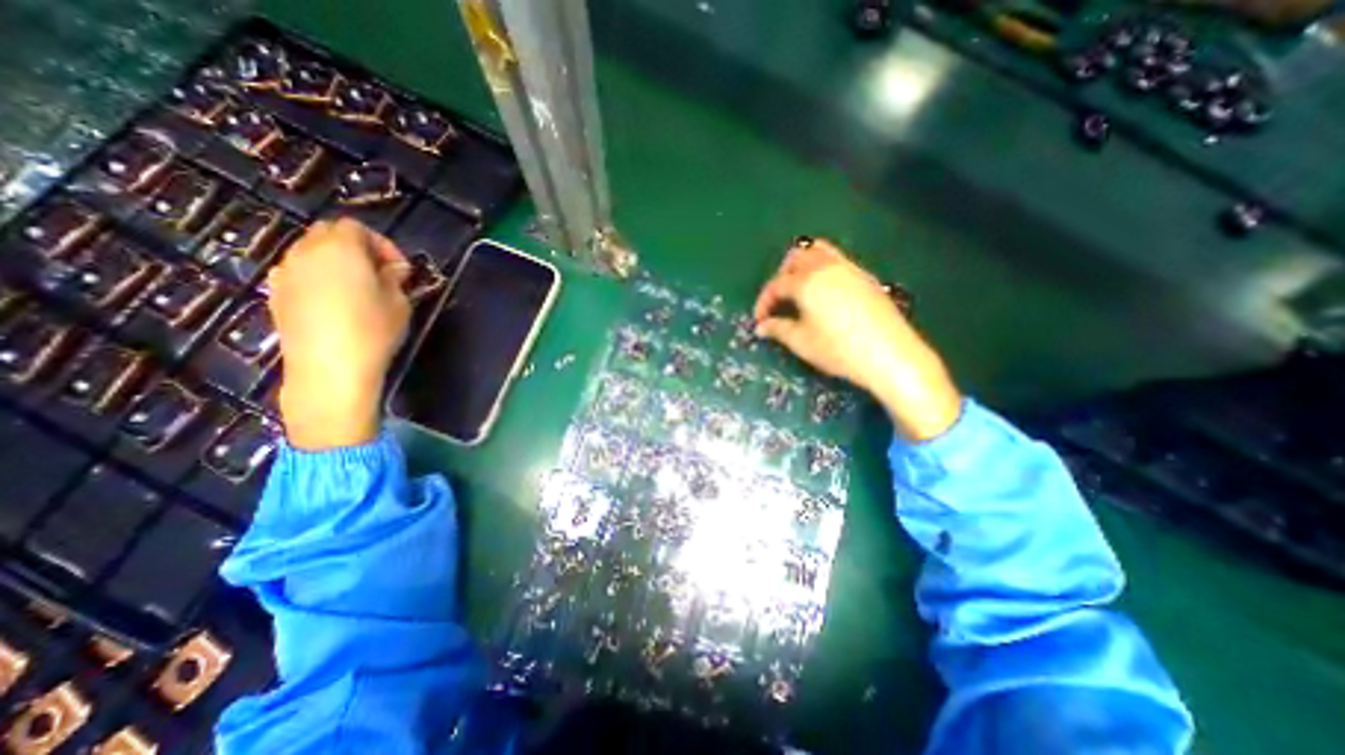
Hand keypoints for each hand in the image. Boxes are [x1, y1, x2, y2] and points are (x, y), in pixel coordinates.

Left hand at [263, 218, 407, 449]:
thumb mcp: (399, 303)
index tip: (400, 269)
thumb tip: (392, 269)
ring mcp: (284, 273)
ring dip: (336, 263)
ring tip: (358, 289)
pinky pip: (298, 273)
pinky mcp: (275, 295)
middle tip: (381, 275)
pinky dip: (317, 278)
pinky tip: (334, 302)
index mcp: (341, 248)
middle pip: (328, 233)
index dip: (383, 245)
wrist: (329, 368)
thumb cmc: (373, 331)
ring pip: (310, 252)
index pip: (357, 227)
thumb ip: (395, 278)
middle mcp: (305, 252)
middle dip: (357, 248)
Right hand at [754, 238, 966, 442]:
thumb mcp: (802, 342)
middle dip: (781, 276)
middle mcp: (827, 267)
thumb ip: (778, 330)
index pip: (776, 284)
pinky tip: (824, 294)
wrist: (891, 354)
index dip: (764, 301)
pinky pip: (837, 261)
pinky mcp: (866, 277)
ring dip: (802, 266)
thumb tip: (762, 327)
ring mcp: (849, 269)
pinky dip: (822, 270)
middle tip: (778, 300)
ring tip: (799, 290)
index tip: (760, 320)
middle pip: (797, 257)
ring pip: (819, 252)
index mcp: (807, 282)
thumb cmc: (839, 350)